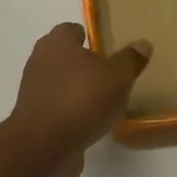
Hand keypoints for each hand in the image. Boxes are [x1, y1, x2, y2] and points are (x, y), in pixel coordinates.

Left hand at [6, 23, 151, 176]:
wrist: (44, 146)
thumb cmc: (81, 100)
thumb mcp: (117, 78)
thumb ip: (130, 60)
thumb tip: (142, 44)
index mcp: (57, 43)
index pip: (71, 30)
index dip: (88, 36)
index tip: (106, 47)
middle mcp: (40, 61)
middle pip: (63, 56)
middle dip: (83, 63)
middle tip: (109, 73)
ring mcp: (34, 91)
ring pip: (60, 83)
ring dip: (77, 89)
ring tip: (104, 100)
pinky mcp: (34, 118)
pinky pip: (58, 107)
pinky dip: (71, 111)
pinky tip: (91, 122)